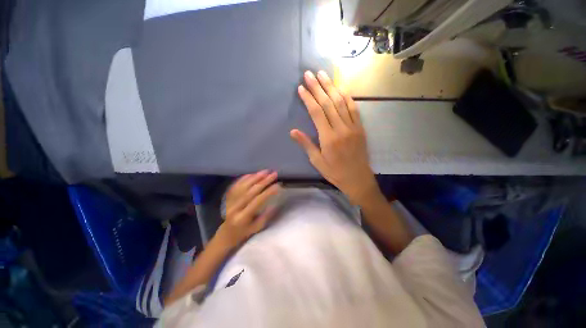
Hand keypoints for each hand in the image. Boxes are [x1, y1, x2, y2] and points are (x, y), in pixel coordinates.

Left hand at [215, 170, 280, 248]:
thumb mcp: (257, 228)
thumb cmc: (244, 232)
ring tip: (265, 171)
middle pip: (250, 191)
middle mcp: (235, 207)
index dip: (268, 192)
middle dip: (263, 181)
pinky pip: (235, 185)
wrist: (226, 234)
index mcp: (243, 217)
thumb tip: (275, 202)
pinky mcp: (228, 197)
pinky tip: (252, 173)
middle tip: (273, 174)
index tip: (278, 185)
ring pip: (243, 186)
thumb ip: (266, 216)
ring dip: (255, 177)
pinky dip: (243, 178)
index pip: (257, 201)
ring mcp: (230, 201)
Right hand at [291, 71, 377, 204]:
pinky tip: (340, 87)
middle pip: (328, 103)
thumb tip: (293, 131)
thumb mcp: (317, 161)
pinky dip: (347, 96)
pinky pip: (354, 108)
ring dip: (331, 87)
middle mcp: (341, 128)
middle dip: (318, 87)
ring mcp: (352, 126)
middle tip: (309, 74)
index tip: (301, 88)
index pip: (317, 112)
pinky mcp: (360, 127)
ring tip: (323, 75)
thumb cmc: (334, 172)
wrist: (357, 178)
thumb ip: (306, 144)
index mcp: (328, 138)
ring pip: (341, 102)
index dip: (308, 99)